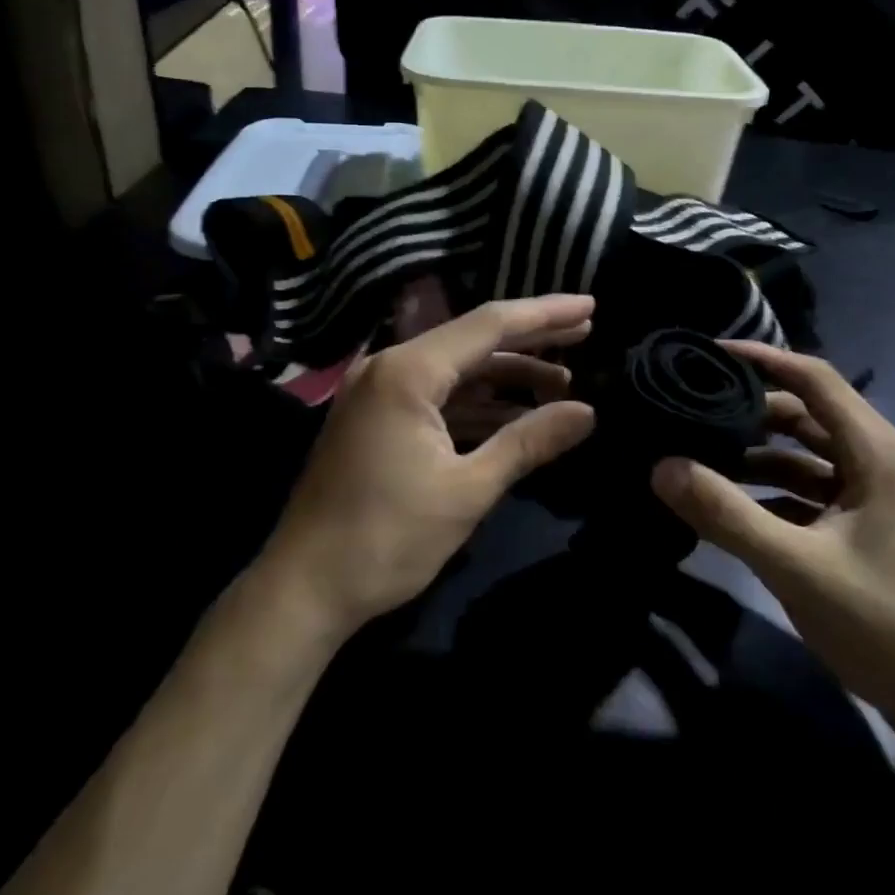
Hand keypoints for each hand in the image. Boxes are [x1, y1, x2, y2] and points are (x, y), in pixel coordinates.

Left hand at [256, 296, 596, 639]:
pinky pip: (436, 394)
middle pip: (473, 339)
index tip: (590, 306)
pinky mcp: (375, 417)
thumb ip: (529, 442)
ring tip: (562, 380)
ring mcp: (378, 391)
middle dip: (531, 338)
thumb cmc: (388, 539)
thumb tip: (587, 412)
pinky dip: (476, 401)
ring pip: (455, 368)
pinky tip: (514, 412)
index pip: (490, 325)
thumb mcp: (468, 489)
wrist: (304, 588)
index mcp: (408, 371)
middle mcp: (389, 366)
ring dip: (506, 374)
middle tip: (586, 331)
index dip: (545, 314)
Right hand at [650, 342, 894, 736]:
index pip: (814, 378)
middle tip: (691, 411)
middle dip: (750, 410)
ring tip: (700, 456)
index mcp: (878, 452)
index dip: (762, 358)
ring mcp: (876, 496)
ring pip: (807, 454)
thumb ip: (725, 513)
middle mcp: (880, 461)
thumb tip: (660, 466)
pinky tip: (732, 505)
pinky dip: (772, 490)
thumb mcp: (795, 566)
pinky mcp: (867, 527)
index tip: (707, 353)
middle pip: (807, 414)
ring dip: (757, 454)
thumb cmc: (885, 625)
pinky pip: (812, 490)